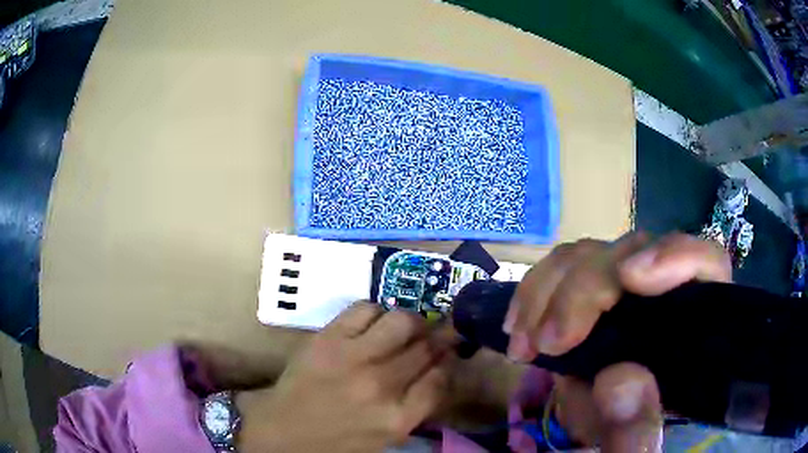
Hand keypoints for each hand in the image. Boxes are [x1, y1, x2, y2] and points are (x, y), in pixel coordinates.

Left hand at [236, 303, 454, 452]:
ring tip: (406, 328)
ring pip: (402, 321)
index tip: (446, 355)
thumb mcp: (388, 436)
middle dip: (437, 338)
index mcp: (399, 418)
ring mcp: (353, 358)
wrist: (284, 431)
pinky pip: (366, 308)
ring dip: (411, 322)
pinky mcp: (328, 338)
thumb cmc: (338, 441)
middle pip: (426, 347)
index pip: (441, 378)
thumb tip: (438, 370)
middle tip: (435, 334)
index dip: (448, 362)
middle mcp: (382, 385)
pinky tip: (374, 324)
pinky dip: (377, 312)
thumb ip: (417, 406)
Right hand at [504, 233, 730, 451]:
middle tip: (548, 342)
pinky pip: (563, 269)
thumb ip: (636, 425)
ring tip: (523, 343)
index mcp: (693, 324)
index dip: (674, 256)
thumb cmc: (631, 437)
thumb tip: (618, 378)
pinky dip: (534, 292)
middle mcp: (662, 293)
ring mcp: (625, 288)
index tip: (630, 278)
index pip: (704, 263)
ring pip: (592, 254)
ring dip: (549, 291)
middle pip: (634, 253)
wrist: (606, 428)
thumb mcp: (635, 443)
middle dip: (585, 290)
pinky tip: (517, 324)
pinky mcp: (590, 294)